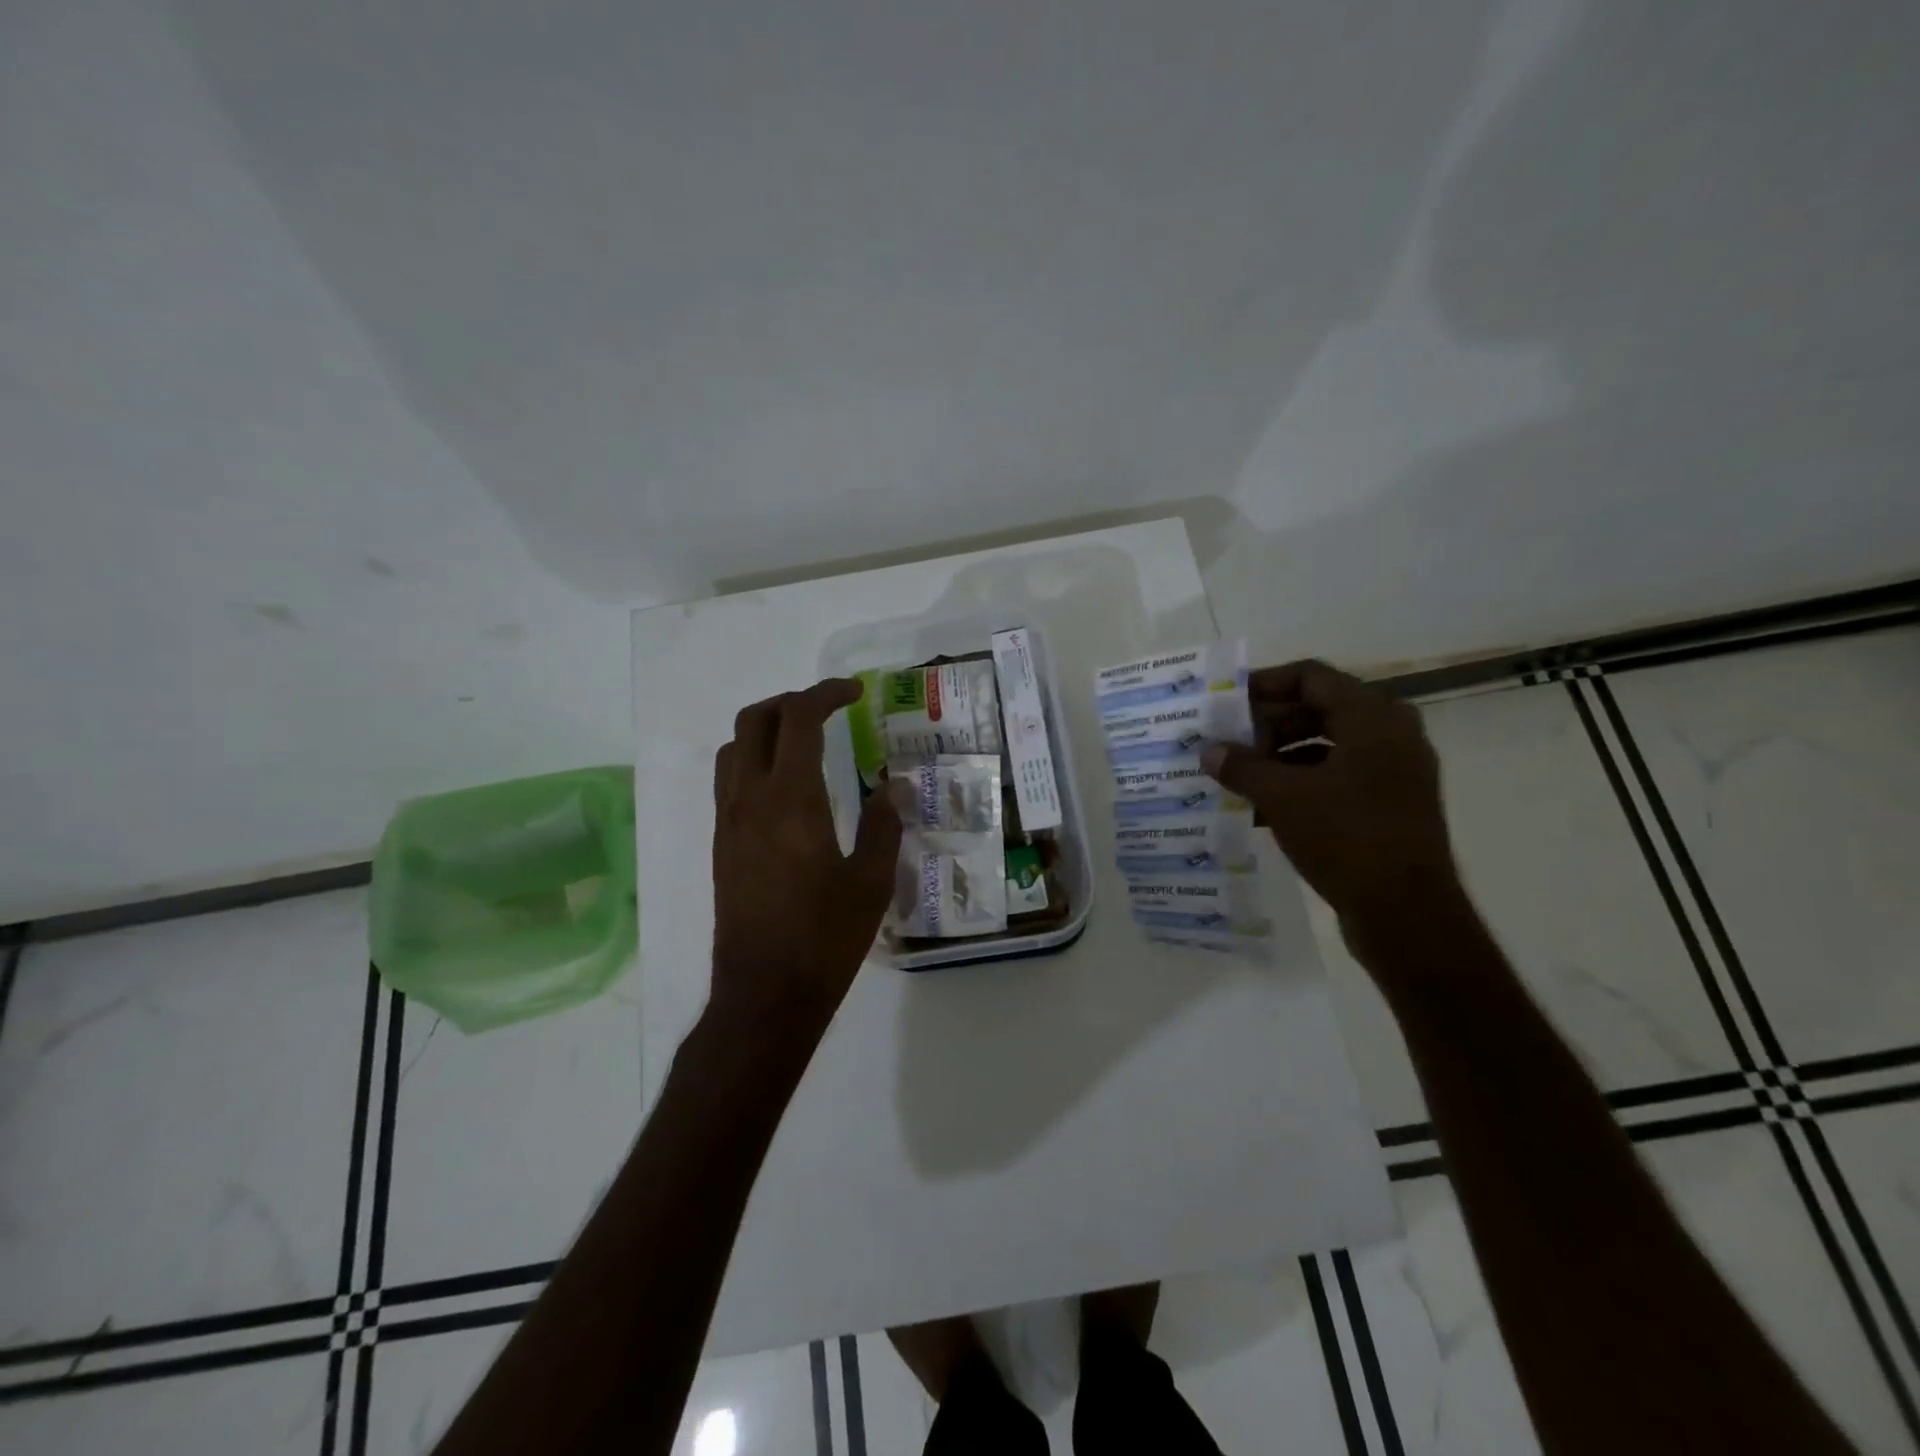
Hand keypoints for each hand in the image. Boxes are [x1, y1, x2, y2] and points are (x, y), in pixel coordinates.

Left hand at [710, 679, 902, 1033]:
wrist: (764, 994)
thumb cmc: (825, 939)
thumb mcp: (872, 882)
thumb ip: (884, 825)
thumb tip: (894, 785)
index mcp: (791, 800)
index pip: (799, 719)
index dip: (826, 694)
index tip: (855, 692)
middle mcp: (749, 799)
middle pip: (754, 721)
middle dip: (791, 701)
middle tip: (829, 708)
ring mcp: (728, 822)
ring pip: (733, 748)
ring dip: (766, 728)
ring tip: (805, 739)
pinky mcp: (721, 845)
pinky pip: (729, 779)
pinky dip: (754, 759)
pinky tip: (786, 786)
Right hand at [1201, 660, 1458, 930]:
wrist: (1406, 914)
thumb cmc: (1346, 837)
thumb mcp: (1282, 797)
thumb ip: (1242, 767)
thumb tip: (1209, 751)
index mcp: (1373, 717)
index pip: (1312, 677)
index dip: (1266, 683)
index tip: (1229, 701)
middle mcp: (1392, 734)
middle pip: (1321, 709)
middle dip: (1271, 724)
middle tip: (1232, 742)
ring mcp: (1396, 771)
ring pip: (1329, 745)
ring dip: (1283, 755)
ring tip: (1243, 776)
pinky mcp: (1393, 804)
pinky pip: (1341, 775)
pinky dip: (1304, 781)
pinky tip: (1266, 806)